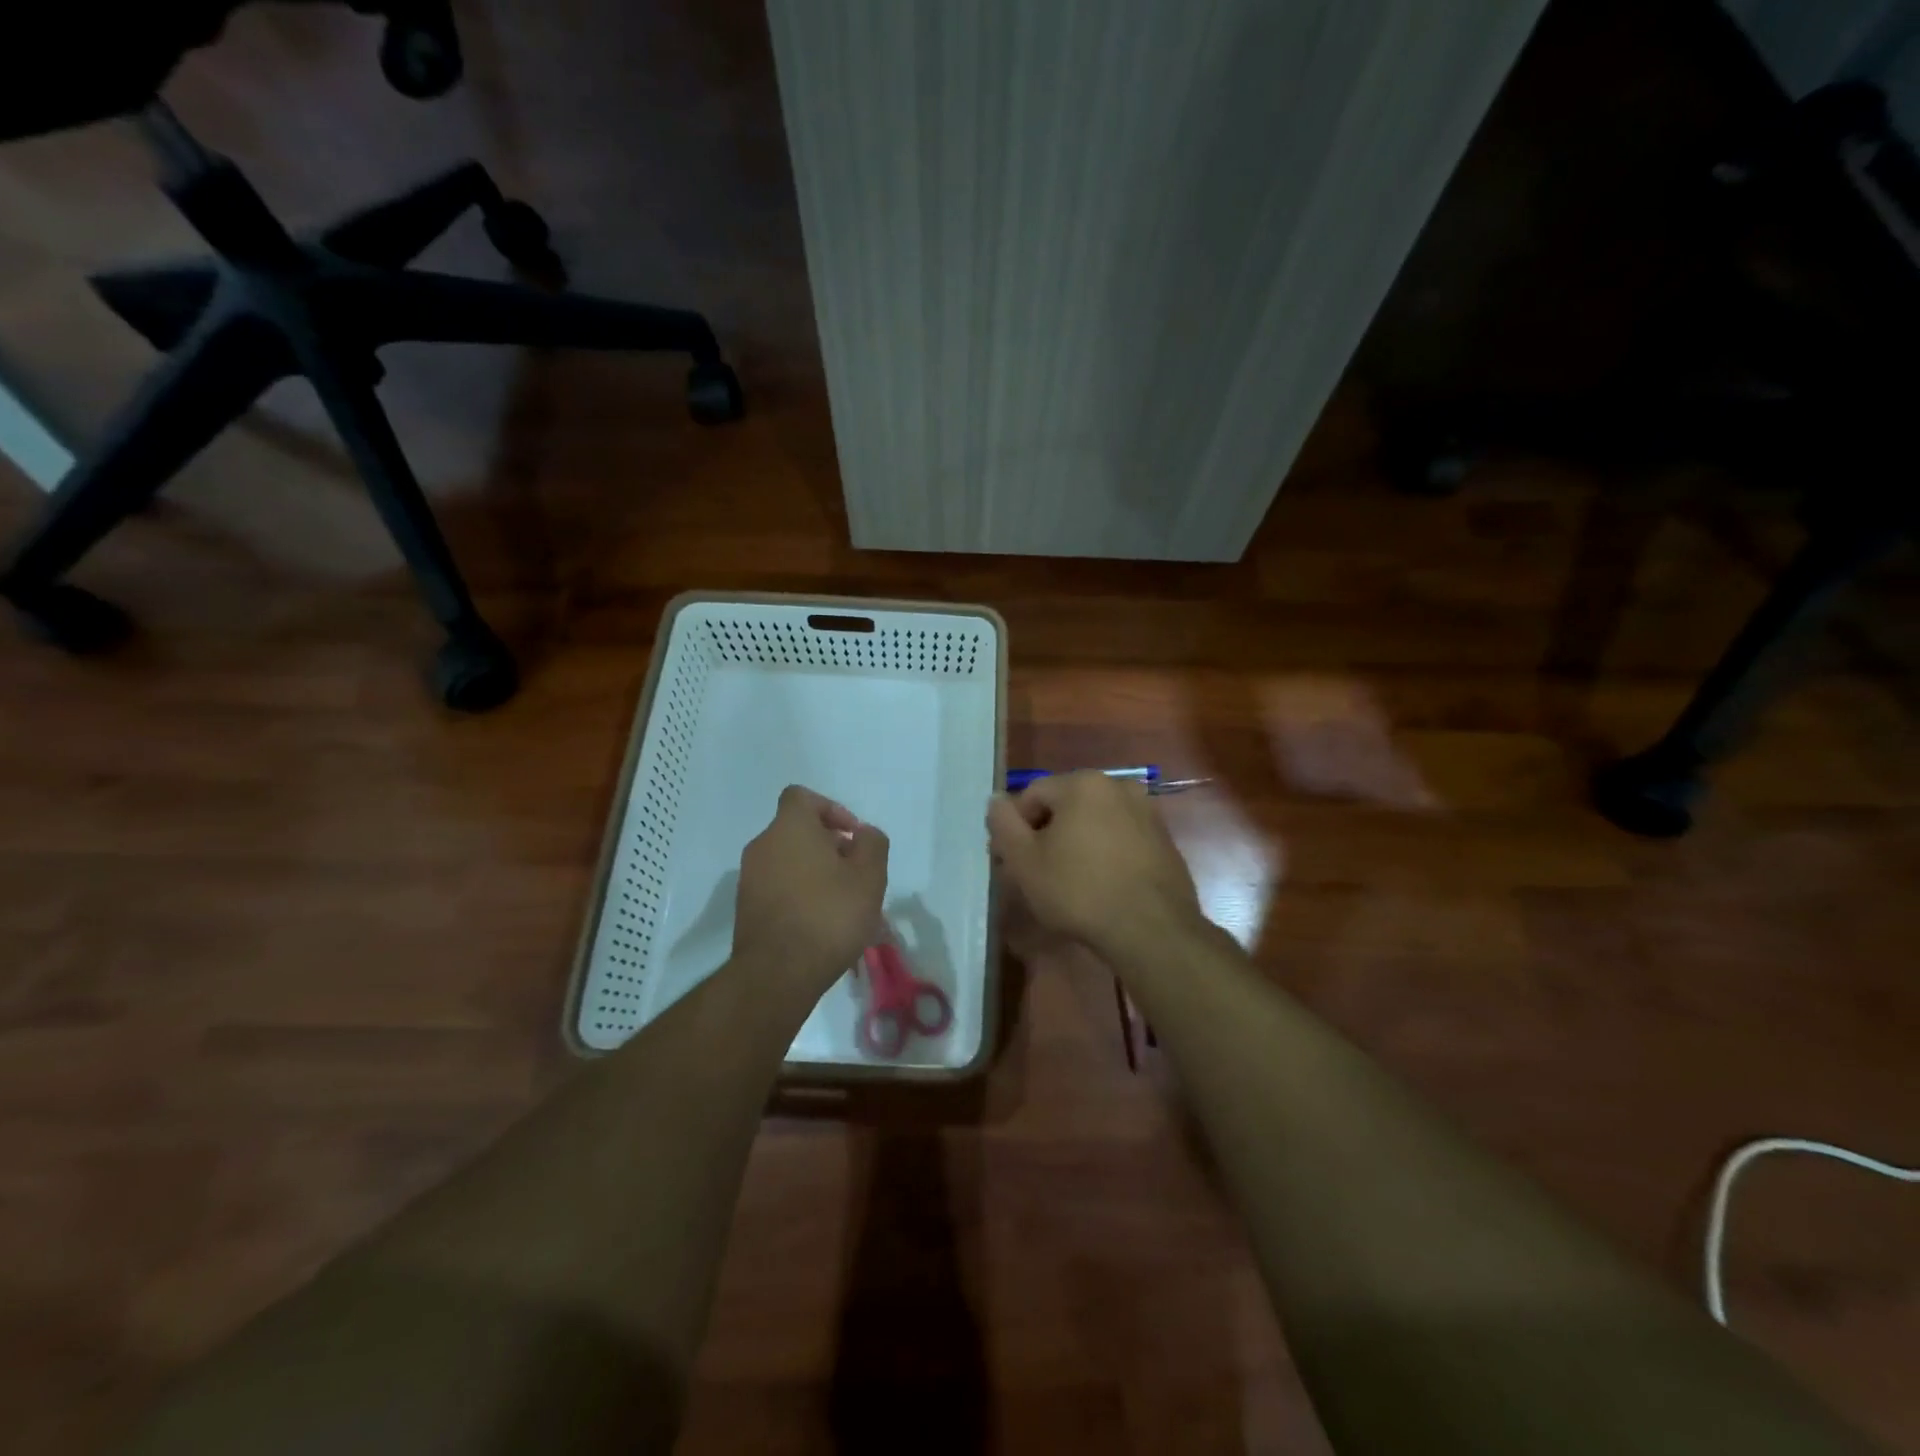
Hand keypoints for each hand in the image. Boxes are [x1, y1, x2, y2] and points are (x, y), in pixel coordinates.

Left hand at [733, 785, 888, 994]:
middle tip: (855, 874)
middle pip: (797, 831)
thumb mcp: (870, 876)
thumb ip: (872, 844)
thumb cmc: (829, 915)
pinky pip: (778, 887)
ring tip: (843, 903)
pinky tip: (821, 923)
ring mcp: (749, 877)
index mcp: (789, 828)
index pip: (802, 797)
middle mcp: (763, 845)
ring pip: (789, 861)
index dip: (831, 810)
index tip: (852, 838)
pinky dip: (799, 894)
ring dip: (816, 872)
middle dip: (829, 846)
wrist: (777, 974)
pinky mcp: (746, 907)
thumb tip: (862, 834)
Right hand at [986, 771, 1199, 956]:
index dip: (1014, 828)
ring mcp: (1147, 812)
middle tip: (1034, 874)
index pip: (1032, 795)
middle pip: (1065, 806)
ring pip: (1094, 823)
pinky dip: (1103, 855)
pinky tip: (1098, 887)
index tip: (1009, 862)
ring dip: (1074, 845)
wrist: (1152, 930)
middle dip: (1045, 835)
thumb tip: (996, 801)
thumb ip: (1004, 825)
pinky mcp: (1164, 840)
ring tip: (1065, 883)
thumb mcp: (1025, 861)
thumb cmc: (1079, 891)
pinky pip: (1120, 839)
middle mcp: (1119, 786)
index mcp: (1083, 783)